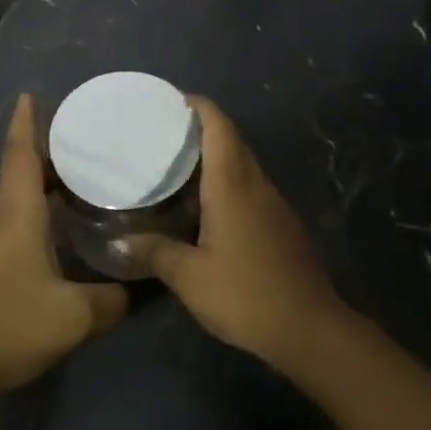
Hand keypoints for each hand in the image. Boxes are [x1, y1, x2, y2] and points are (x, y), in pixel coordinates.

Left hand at [0, 95, 128, 408]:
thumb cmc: (10, 326)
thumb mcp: (75, 316)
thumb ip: (112, 300)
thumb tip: (136, 289)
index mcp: (15, 214)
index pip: (20, 154)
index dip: (26, 122)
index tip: (30, 94)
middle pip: (20, 171)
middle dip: (47, 152)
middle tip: (84, 142)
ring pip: (15, 198)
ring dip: (42, 183)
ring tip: (80, 179)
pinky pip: (11, 222)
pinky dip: (35, 210)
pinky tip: (58, 228)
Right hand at [132, 97, 347, 367]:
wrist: (310, 329)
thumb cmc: (247, 295)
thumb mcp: (190, 278)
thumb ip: (155, 253)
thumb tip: (121, 240)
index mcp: (233, 185)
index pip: (219, 126)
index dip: (198, 106)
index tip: (170, 100)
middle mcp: (256, 185)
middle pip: (232, 140)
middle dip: (201, 127)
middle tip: (163, 132)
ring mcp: (274, 204)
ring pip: (243, 163)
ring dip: (215, 154)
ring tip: (176, 164)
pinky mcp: (281, 223)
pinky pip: (250, 186)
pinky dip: (227, 180)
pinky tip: (205, 204)